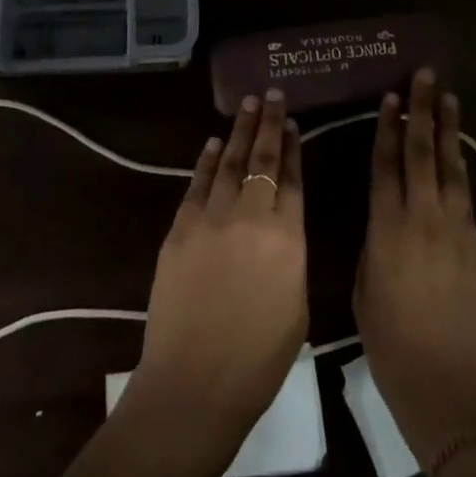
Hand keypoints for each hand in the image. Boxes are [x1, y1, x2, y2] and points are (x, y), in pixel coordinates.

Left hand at [129, 90, 307, 453]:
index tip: (291, 121)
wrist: (194, 382)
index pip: (292, 178)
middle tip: (271, 93)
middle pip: (261, 158)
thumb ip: (291, 255)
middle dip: (267, 123)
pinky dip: (205, 160)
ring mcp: (210, 218)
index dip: (292, 147)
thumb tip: (282, 227)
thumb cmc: (259, 358)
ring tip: (247, 104)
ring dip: (238, 130)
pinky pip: (196, 184)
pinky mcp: (179, 229)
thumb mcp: (296, 305)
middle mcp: (250, 216)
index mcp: (287, 237)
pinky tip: (213, 143)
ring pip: (228, 162)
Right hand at [353, 69, 475, 468]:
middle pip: (422, 153)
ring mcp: (454, 230)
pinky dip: (461, 166)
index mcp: (386, 229)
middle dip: (423, 112)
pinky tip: (459, 151)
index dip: (387, 127)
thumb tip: (383, 219)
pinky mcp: (475, 246)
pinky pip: (466, 195)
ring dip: (448, 129)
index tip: (391, 97)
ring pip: (450, 167)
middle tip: (425, 77)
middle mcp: (422, 219)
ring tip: (448, 97)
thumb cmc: (390, 344)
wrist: (448, 388)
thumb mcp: (364, 288)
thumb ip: (373, 244)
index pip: (386, 164)